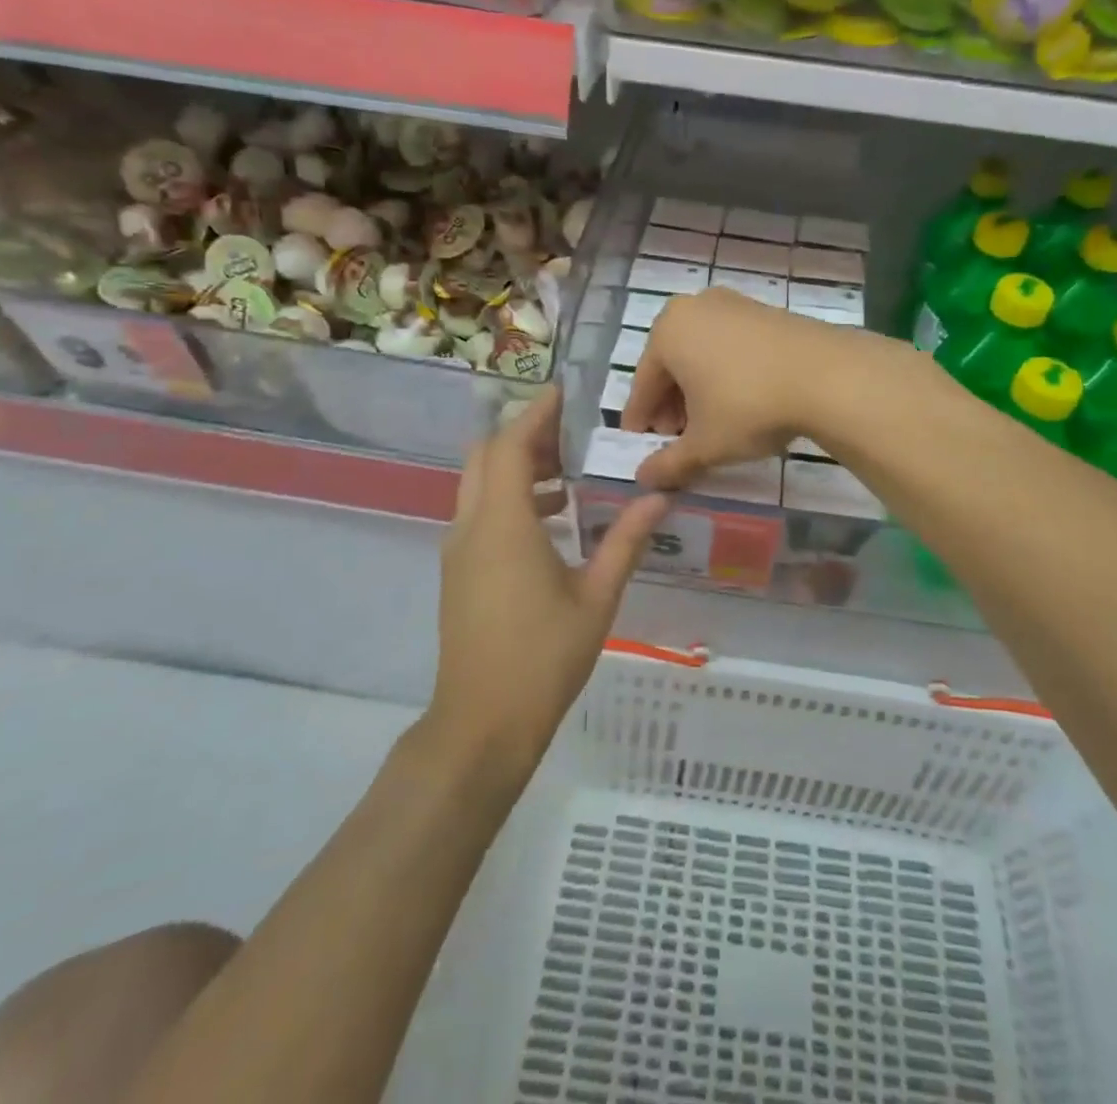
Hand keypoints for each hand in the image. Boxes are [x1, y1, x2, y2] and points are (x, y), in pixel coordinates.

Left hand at [431, 389, 668, 767]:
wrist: (482, 723)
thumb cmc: (544, 657)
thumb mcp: (597, 596)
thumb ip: (627, 541)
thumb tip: (658, 496)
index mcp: (504, 524)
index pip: (512, 446)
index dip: (535, 413)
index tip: (563, 392)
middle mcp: (472, 527)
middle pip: (487, 457)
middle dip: (524, 435)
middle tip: (570, 434)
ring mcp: (458, 550)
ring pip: (479, 485)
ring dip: (516, 468)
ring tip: (567, 473)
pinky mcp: (458, 572)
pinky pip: (478, 513)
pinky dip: (508, 498)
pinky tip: (551, 520)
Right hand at [623, 288, 849, 489]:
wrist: (827, 376)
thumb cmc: (749, 407)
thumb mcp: (705, 444)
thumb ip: (669, 463)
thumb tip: (644, 479)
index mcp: (668, 331)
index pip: (643, 383)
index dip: (640, 417)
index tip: (638, 441)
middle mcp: (695, 308)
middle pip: (672, 364)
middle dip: (671, 403)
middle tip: (676, 438)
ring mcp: (733, 304)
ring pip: (702, 354)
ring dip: (698, 389)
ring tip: (709, 423)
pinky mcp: (766, 311)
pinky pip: (730, 346)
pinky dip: (725, 373)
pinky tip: (739, 400)